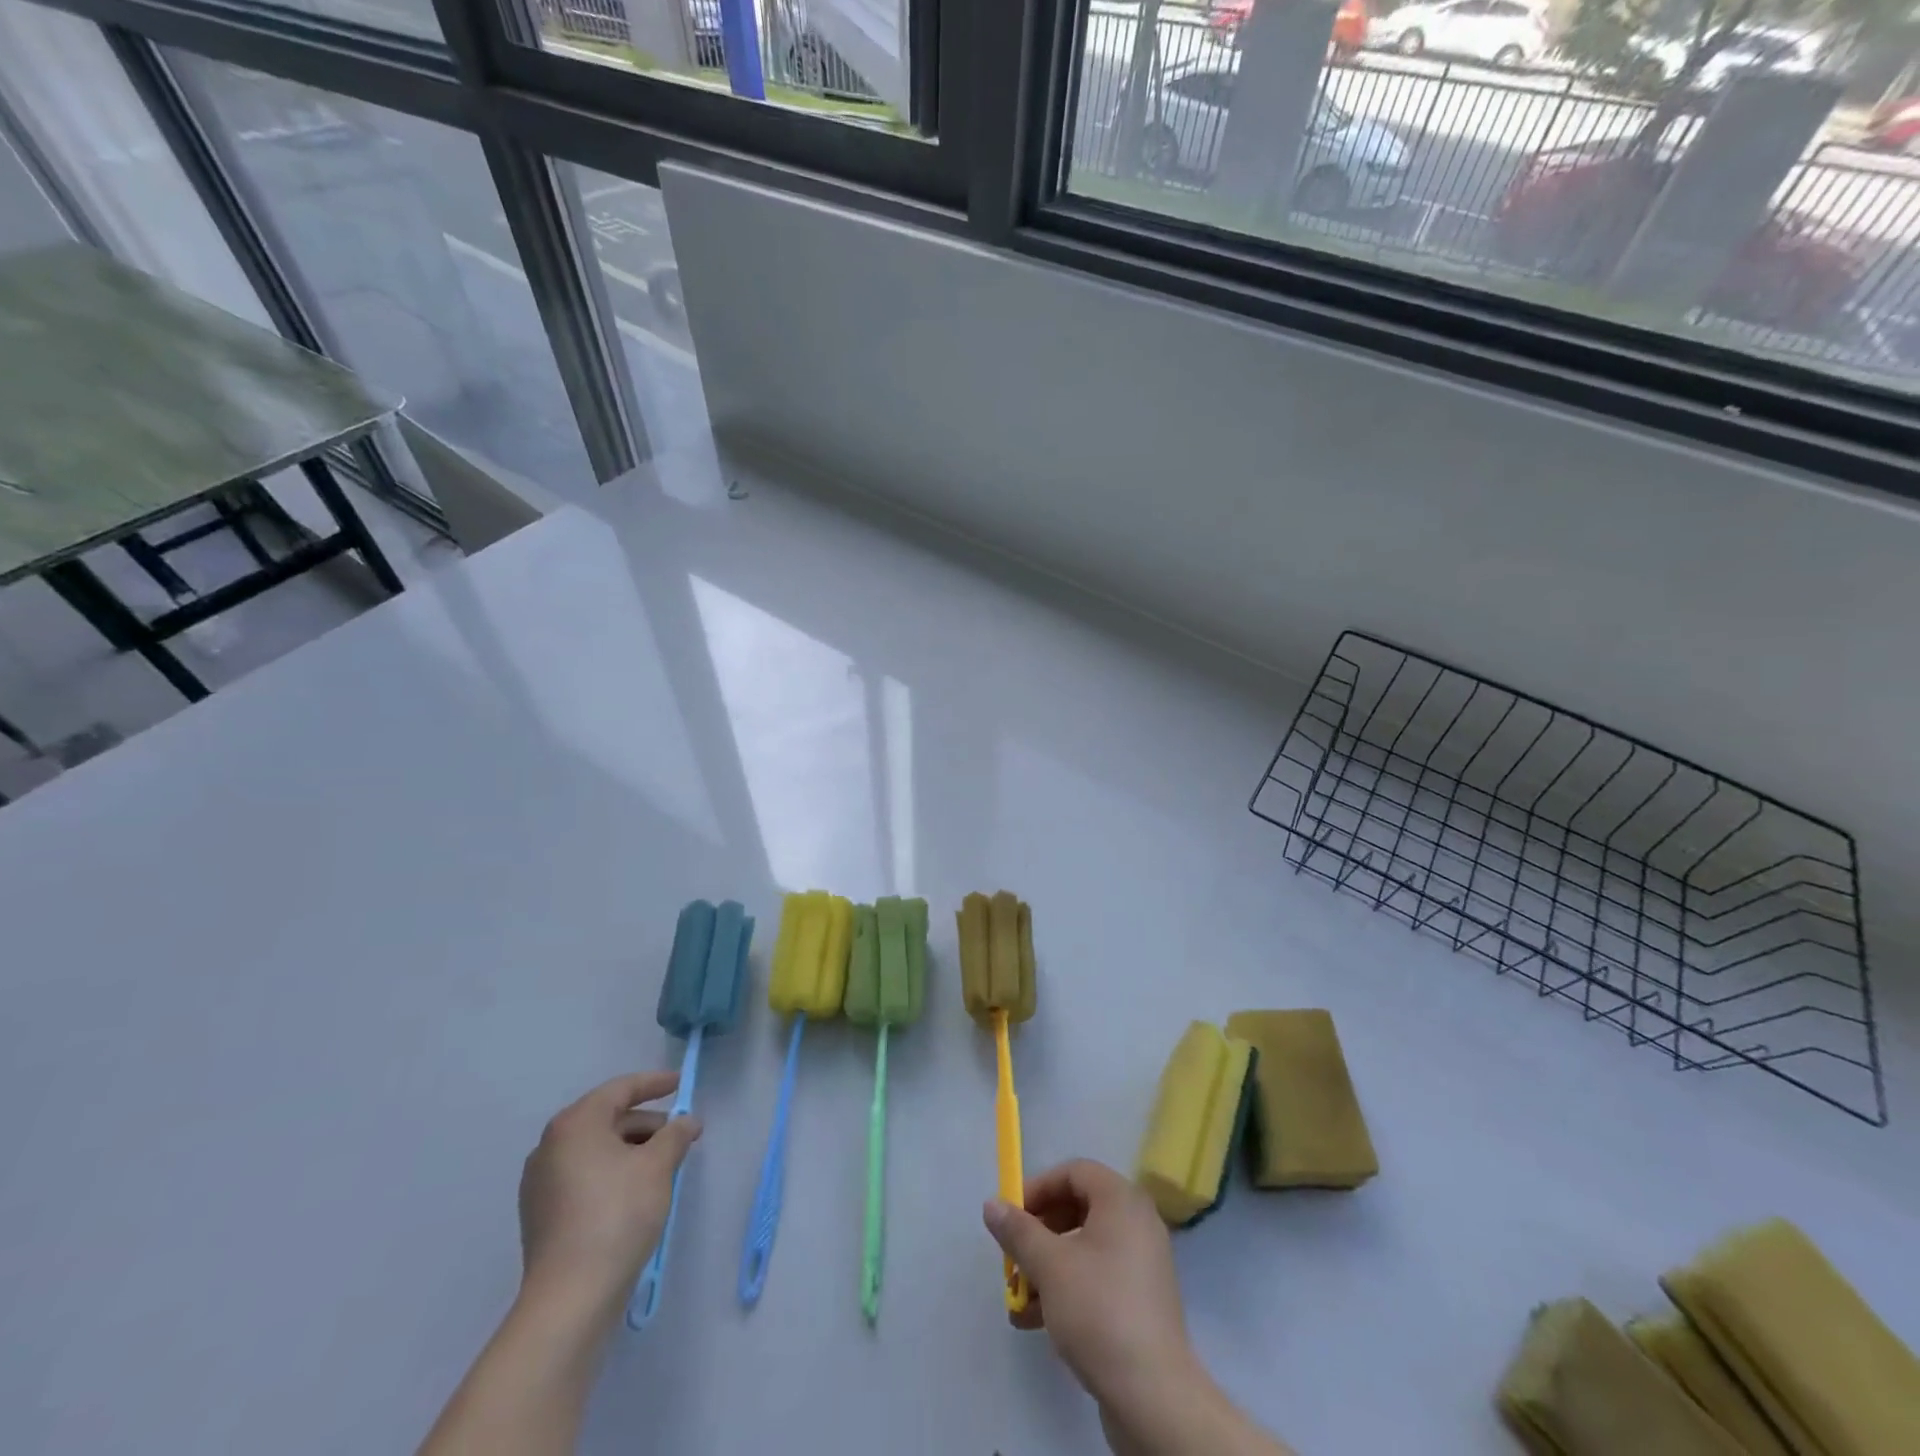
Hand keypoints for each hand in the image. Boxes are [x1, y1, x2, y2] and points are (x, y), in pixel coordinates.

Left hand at [518, 1071, 700, 1318]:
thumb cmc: (617, 1214)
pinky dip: (613, 1171)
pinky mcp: (542, 1214)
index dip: (654, 1083)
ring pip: (596, 1149)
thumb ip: (676, 1133)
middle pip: (607, 1119)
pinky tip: (637, 1189)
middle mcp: (551, 1146)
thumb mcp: (658, 1165)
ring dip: (632, 1148)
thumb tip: (687, 1122)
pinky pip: (584, 1175)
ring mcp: (541, 1183)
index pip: (620, 1089)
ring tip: (664, 1163)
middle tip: (680, 1132)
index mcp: (575, 1125)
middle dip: (647, 1122)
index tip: (680, 1083)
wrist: (571, 1296)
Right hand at [982, 1159, 1195, 1406]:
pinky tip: (1035, 1319)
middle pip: (1078, 1208)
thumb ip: (1018, 1231)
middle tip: (1013, 1256)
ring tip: (1017, 1297)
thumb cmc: (1098, 1310)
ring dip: (1047, 1265)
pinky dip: (1067, 1288)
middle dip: (1039, 1232)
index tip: (1011, 1216)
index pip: (1074, 1172)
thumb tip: (992, 1205)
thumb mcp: (1049, 1265)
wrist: (1153, 1395)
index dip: (1038, 1188)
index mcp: (1122, 1200)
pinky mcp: (1140, 1301)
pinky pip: (1097, 1277)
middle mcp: (1137, 1222)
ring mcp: (1142, 1263)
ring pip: (1084, 1247)